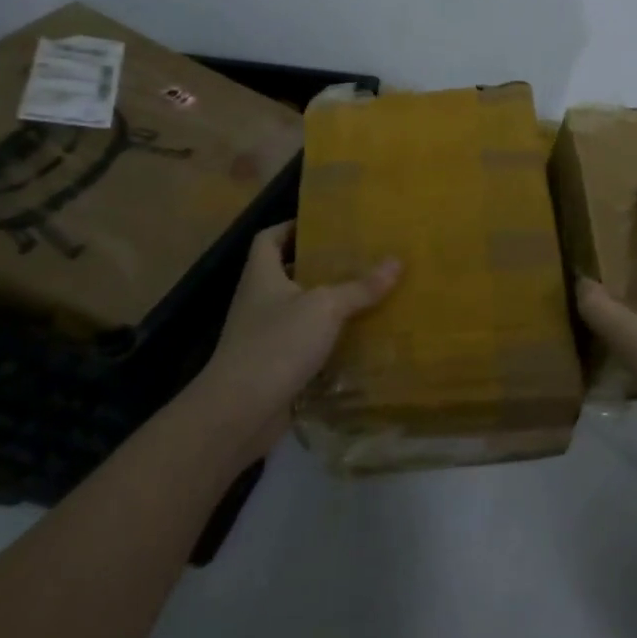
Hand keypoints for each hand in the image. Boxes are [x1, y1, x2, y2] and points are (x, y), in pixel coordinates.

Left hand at [187, 220, 398, 460]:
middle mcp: (258, 301)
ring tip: (366, 295)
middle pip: (287, 274)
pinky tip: (358, 340)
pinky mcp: (273, 367)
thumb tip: (396, 261)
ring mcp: (263, 336)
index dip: (290, 227)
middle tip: (358, 258)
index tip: (322, 225)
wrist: (240, 412)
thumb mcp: (325, 308)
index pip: (268, 239)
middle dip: (319, 267)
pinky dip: (327, 342)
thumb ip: (360, 287)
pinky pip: (304, 345)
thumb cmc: (277, 344)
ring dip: (326, 306)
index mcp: (262, 276)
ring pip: (299, 311)